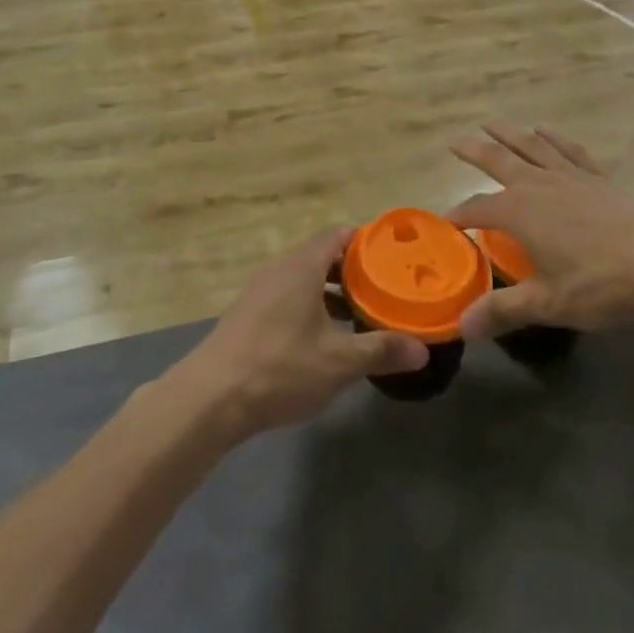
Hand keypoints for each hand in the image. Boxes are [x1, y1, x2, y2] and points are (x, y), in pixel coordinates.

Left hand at [164, 229, 428, 442]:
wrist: (210, 397)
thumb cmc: (280, 368)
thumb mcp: (338, 362)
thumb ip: (381, 350)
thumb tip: (422, 350)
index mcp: (302, 266)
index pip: (339, 235)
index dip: (368, 242)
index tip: (394, 258)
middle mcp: (280, 268)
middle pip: (322, 256)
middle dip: (354, 271)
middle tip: (385, 290)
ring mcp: (260, 291)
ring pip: (305, 279)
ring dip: (332, 293)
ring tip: (361, 316)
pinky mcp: (248, 314)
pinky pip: (288, 297)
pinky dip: (311, 307)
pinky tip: (324, 339)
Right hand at [448, 121, 633, 340]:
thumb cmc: (603, 282)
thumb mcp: (549, 303)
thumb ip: (504, 311)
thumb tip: (461, 327)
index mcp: (519, 211)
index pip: (478, 208)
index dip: (459, 214)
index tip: (445, 221)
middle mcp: (539, 185)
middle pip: (499, 160)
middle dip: (475, 151)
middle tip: (456, 141)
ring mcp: (571, 176)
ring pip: (532, 146)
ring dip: (509, 133)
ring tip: (493, 123)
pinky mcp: (601, 177)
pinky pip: (570, 150)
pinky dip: (555, 138)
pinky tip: (547, 131)